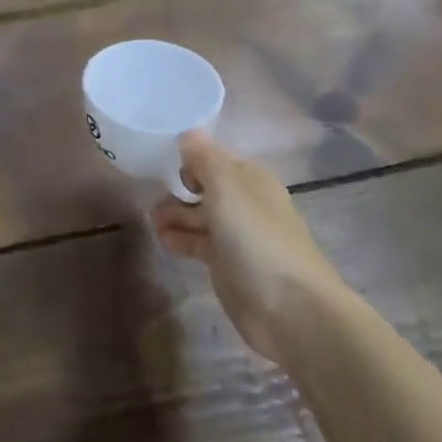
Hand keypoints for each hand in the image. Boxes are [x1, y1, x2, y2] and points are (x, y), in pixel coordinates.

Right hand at [152, 132, 341, 361]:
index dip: (188, 158)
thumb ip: (204, 158)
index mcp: (249, 178)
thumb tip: (188, 133)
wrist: (291, 308)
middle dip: (177, 189)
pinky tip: (164, 242)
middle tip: (150, 198)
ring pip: (198, 216)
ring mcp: (236, 235)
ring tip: (153, 223)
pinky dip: (180, 239)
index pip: (212, 157)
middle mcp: (244, 202)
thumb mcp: (226, 187)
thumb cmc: (256, 238)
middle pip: (204, 187)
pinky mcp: (227, 264)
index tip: (158, 163)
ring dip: (174, 215)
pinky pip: (198, 242)